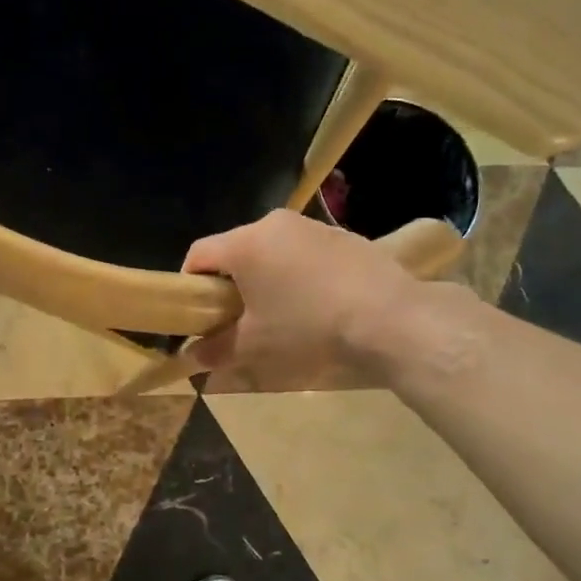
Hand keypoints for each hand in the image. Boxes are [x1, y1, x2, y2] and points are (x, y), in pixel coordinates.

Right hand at [182, 210, 420, 385]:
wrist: (390, 319)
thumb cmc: (307, 328)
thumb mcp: (255, 346)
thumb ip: (217, 349)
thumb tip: (192, 357)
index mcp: (245, 244)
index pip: (199, 253)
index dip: (190, 282)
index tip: (199, 312)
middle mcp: (274, 224)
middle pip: (236, 249)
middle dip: (231, 281)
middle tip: (238, 316)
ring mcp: (312, 226)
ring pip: (273, 249)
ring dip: (267, 276)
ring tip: (282, 311)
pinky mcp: (344, 236)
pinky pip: (305, 252)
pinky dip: (300, 273)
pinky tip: (319, 303)